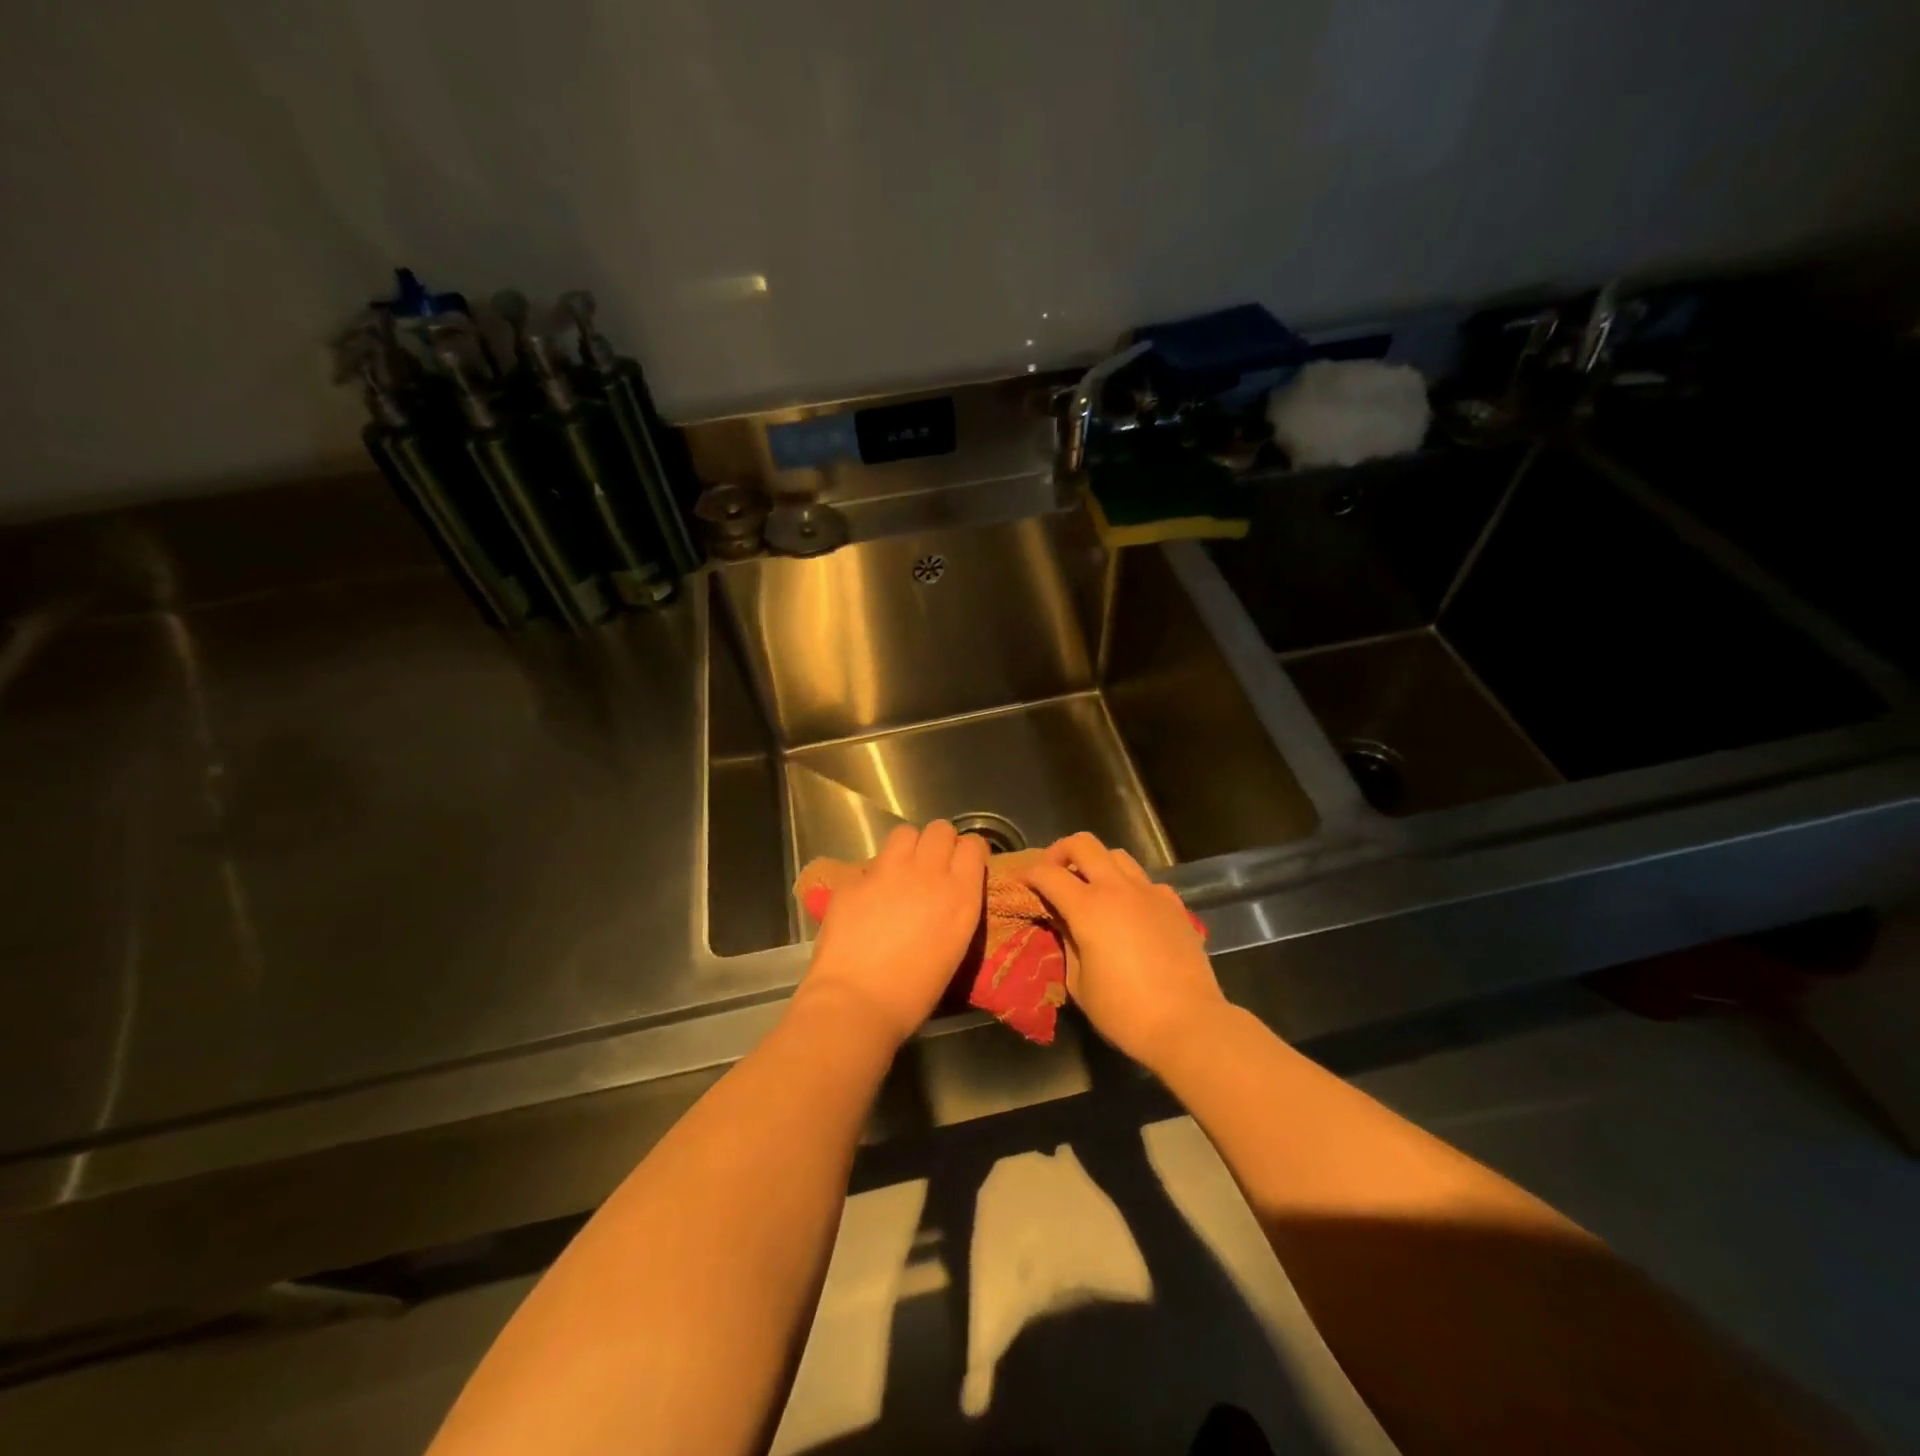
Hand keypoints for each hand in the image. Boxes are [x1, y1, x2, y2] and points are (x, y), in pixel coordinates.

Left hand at [794, 821, 988, 1048]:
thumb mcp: (953, 948)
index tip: (963, 865)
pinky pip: (870, 862)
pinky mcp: (854, 878)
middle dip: (938, 843)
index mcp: (960, 895)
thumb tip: (945, 897)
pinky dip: (873, 874)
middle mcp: (928, 872)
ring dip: (907, 848)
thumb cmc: (914, 994)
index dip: (968, 852)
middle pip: (940, 829)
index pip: (973, 845)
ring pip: (905, 833)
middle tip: (931, 866)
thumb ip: (954, 910)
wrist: (856, 1002)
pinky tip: (867, 896)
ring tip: (900, 871)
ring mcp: (888, 871)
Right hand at [1022, 832, 1225, 1068]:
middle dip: (1061, 851)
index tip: (1023, 883)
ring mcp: (1150, 892)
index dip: (1029, 874)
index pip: (1048, 873)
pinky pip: (1145, 880)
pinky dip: (1129, 886)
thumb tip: (1062, 922)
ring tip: (1091, 888)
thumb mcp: (1079, 984)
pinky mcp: (1174, 904)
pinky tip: (1129, 911)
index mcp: (1088, 908)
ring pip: (1117, 855)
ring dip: (1097, 864)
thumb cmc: (1124, 1011)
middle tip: (1054, 873)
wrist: (1188, 1023)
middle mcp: (1117, 888)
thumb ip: (1066, 943)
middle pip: (1083, 843)